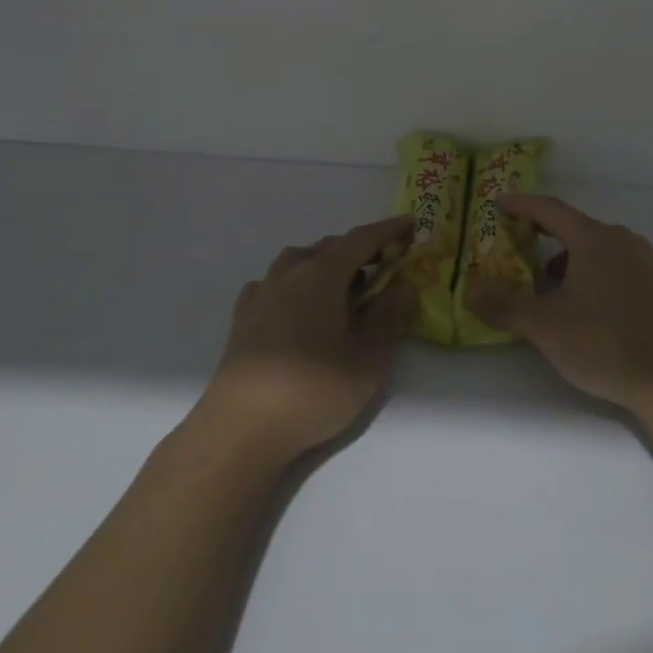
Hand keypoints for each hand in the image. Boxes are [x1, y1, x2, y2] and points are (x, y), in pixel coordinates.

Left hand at [197, 216, 417, 461]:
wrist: (241, 428)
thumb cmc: (314, 391)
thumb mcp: (368, 359)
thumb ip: (388, 317)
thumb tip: (403, 285)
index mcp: (323, 274)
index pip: (361, 239)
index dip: (388, 230)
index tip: (410, 225)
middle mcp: (290, 273)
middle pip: (329, 247)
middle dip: (359, 250)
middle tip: (384, 265)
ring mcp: (262, 294)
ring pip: (298, 261)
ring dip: (324, 264)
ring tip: (343, 287)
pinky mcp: (243, 318)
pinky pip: (274, 284)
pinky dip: (294, 284)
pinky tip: (298, 306)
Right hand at [464, 194, 652, 416]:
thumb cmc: (604, 343)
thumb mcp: (545, 326)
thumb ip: (504, 305)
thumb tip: (469, 289)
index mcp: (595, 239)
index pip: (550, 210)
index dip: (522, 205)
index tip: (500, 204)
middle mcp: (624, 242)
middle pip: (577, 229)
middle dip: (546, 237)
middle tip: (521, 249)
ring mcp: (648, 265)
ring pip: (601, 250)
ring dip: (572, 260)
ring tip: (553, 287)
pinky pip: (620, 269)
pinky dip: (597, 276)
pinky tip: (591, 309)